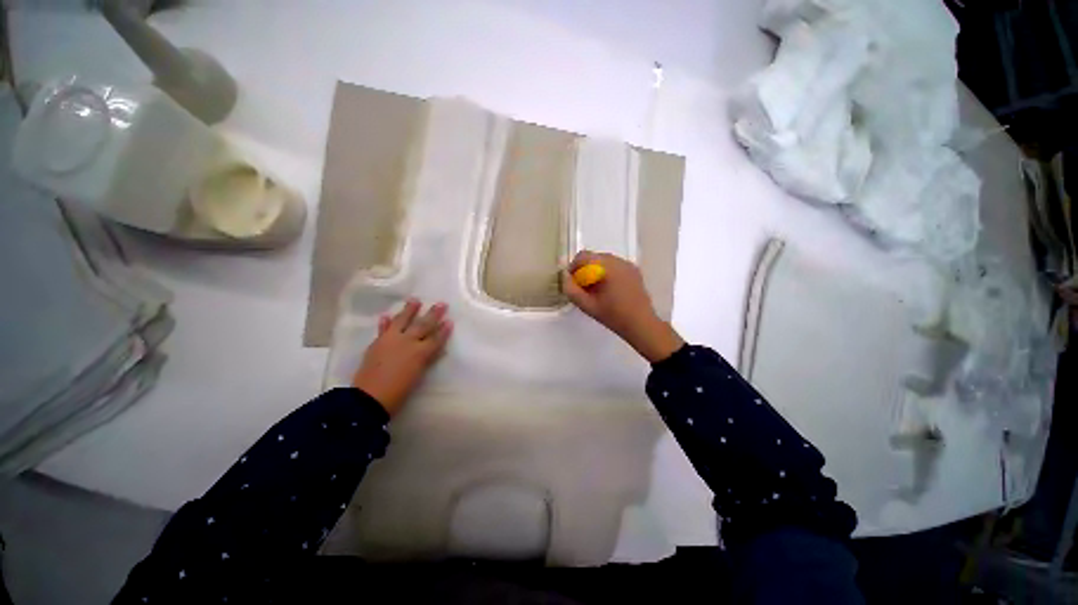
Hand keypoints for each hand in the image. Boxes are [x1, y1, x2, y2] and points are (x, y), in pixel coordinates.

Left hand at [352, 299, 452, 415]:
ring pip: (402, 321)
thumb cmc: (398, 392)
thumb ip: (426, 360)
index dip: (443, 330)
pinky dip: (385, 323)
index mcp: (420, 353)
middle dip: (433, 315)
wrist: (369, 399)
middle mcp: (407, 342)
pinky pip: (382, 330)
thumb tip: (435, 349)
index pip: (435, 338)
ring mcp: (390, 340)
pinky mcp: (377, 343)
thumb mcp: (418, 376)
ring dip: (409, 311)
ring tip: (415, 300)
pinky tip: (386, 315)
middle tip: (441, 304)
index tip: (450, 320)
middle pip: (423, 325)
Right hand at [562, 251, 683, 362]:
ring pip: (604, 261)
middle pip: (594, 257)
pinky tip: (609, 290)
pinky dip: (607, 273)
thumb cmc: (613, 315)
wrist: (641, 324)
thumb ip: (572, 290)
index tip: (572, 282)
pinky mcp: (634, 270)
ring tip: (596, 290)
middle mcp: (618, 261)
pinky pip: (615, 266)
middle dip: (585, 270)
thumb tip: (565, 278)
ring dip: (596, 271)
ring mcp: (628, 264)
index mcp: (607, 267)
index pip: (583, 256)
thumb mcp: (587, 305)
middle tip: (583, 288)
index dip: (573, 267)